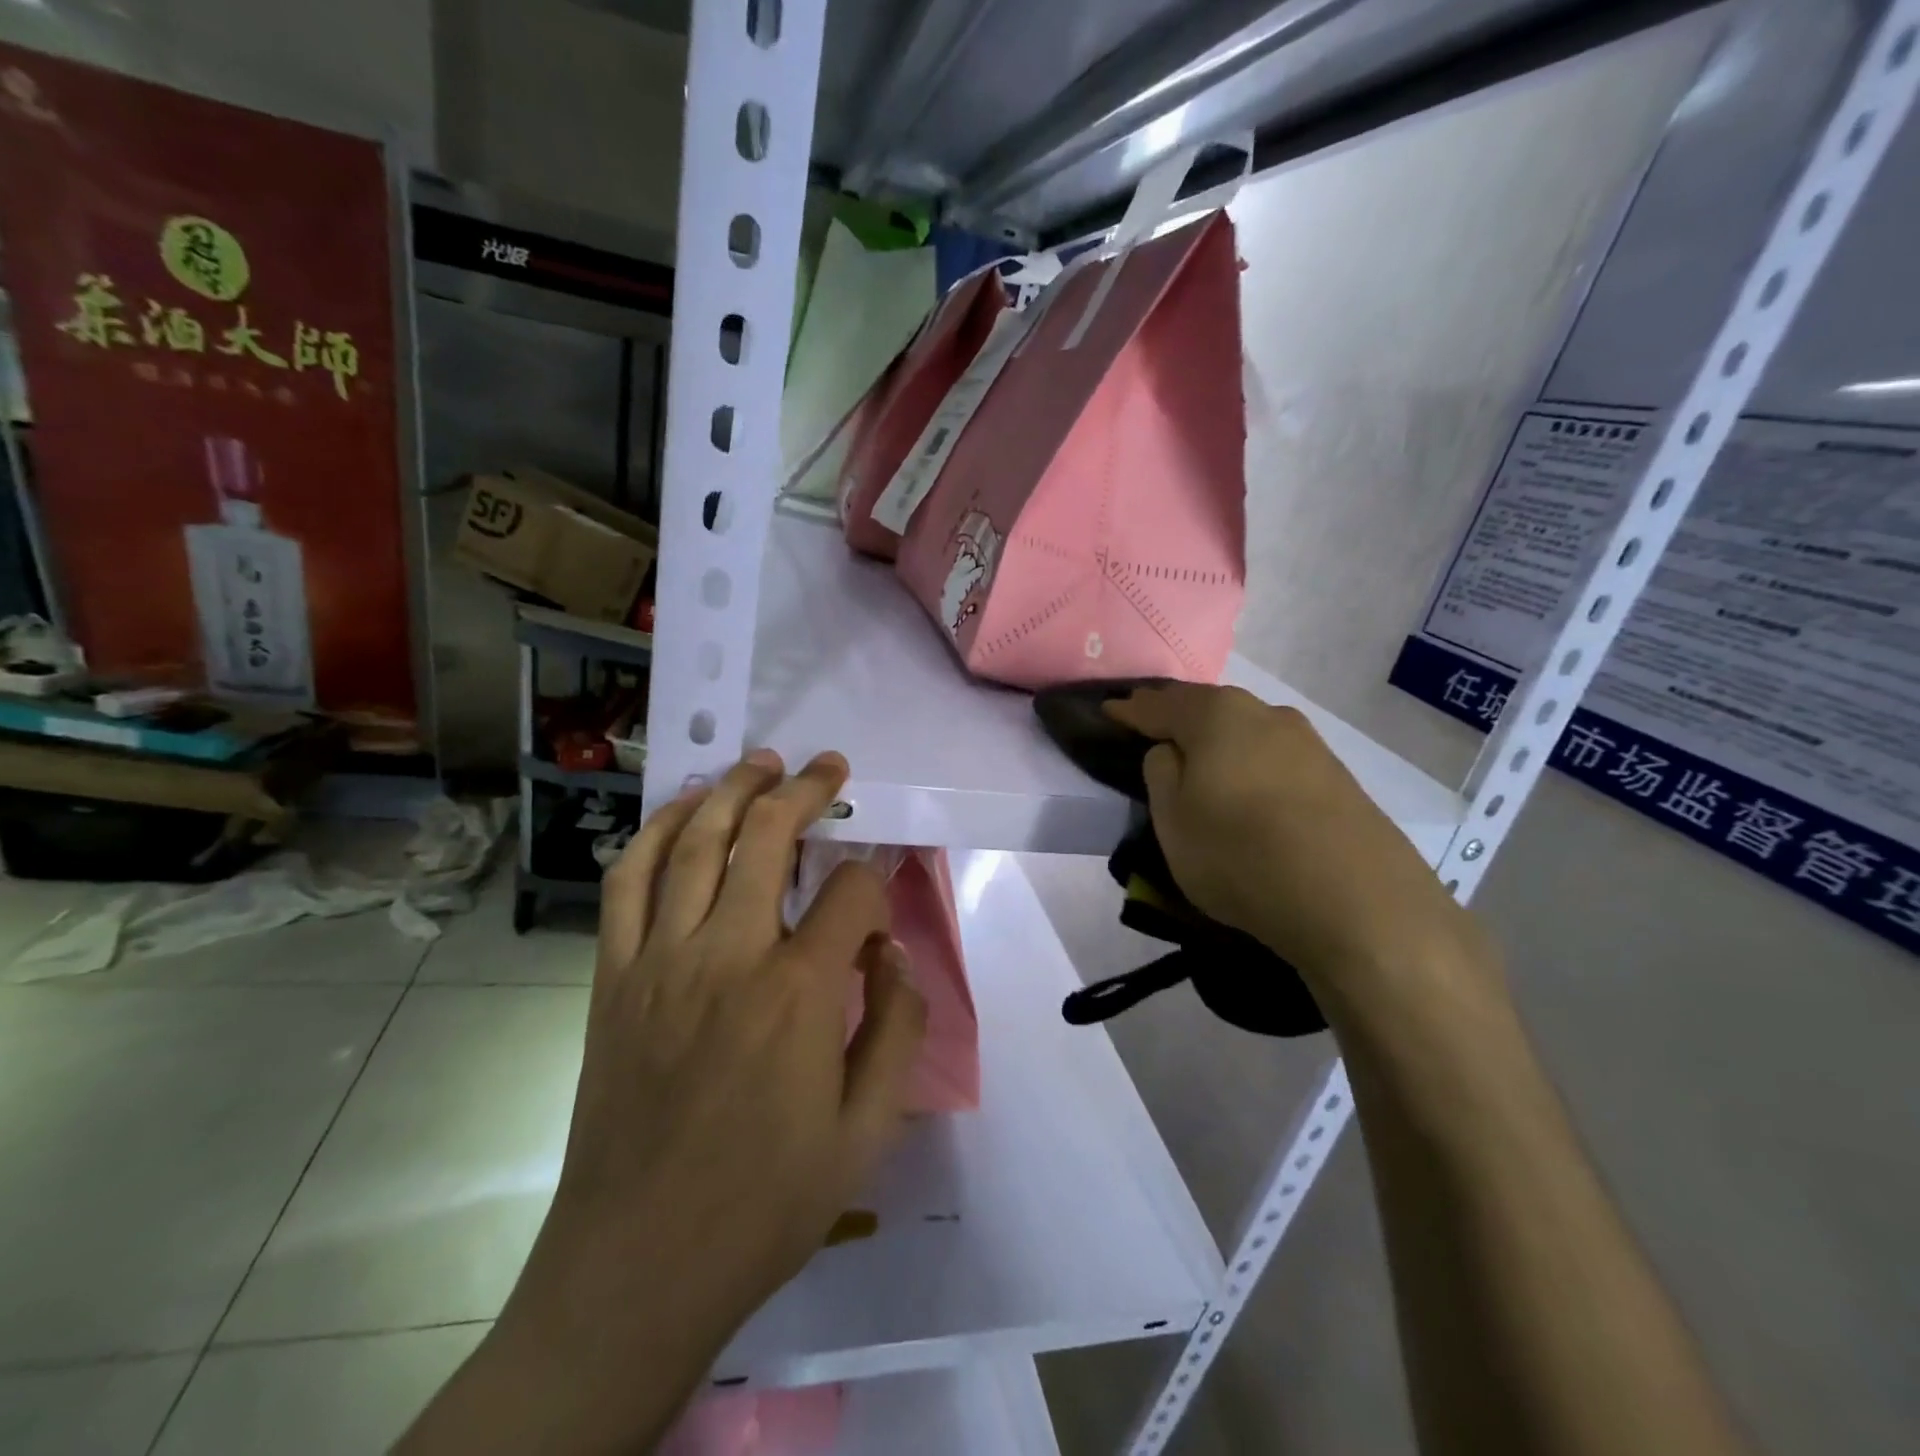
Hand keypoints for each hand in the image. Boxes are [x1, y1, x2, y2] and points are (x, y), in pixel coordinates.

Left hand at [400, 749, 925, 1454]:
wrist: (636, 1266)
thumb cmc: (765, 1203)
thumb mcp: (866, 1131)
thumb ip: (897, 1028)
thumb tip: (894, 954)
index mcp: (799, 993)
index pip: (852, 894)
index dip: (878, 882)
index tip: (883, 896)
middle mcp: (729, 955)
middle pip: (768, 837)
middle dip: (807, 790)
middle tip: (828, 765)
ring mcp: (660, 959)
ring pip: (696, 842)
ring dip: (732, 790)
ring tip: (761, 762)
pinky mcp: (614, 976)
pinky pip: (627, 882)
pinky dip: (654, 833)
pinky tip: (681, 810)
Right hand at [1107, 685, 1492, 1020]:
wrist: (1357, 902)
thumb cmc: (1241, 855)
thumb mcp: (1173, 821)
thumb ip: (1160, 773)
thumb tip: (1170, 750)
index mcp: (1216, 716)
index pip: (1159, 705)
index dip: (1130, 710)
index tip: (1109, 712)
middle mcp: (1264, 714)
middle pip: (1207, 708)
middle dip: (1176, 716)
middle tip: (1151, 730)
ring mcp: (1307, 742)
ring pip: (1244, 730)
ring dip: (1216, 740)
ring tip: (1198, 760)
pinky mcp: (1335, 775)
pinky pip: (1273, 757)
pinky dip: (1249, 763)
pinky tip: (1246, 785)